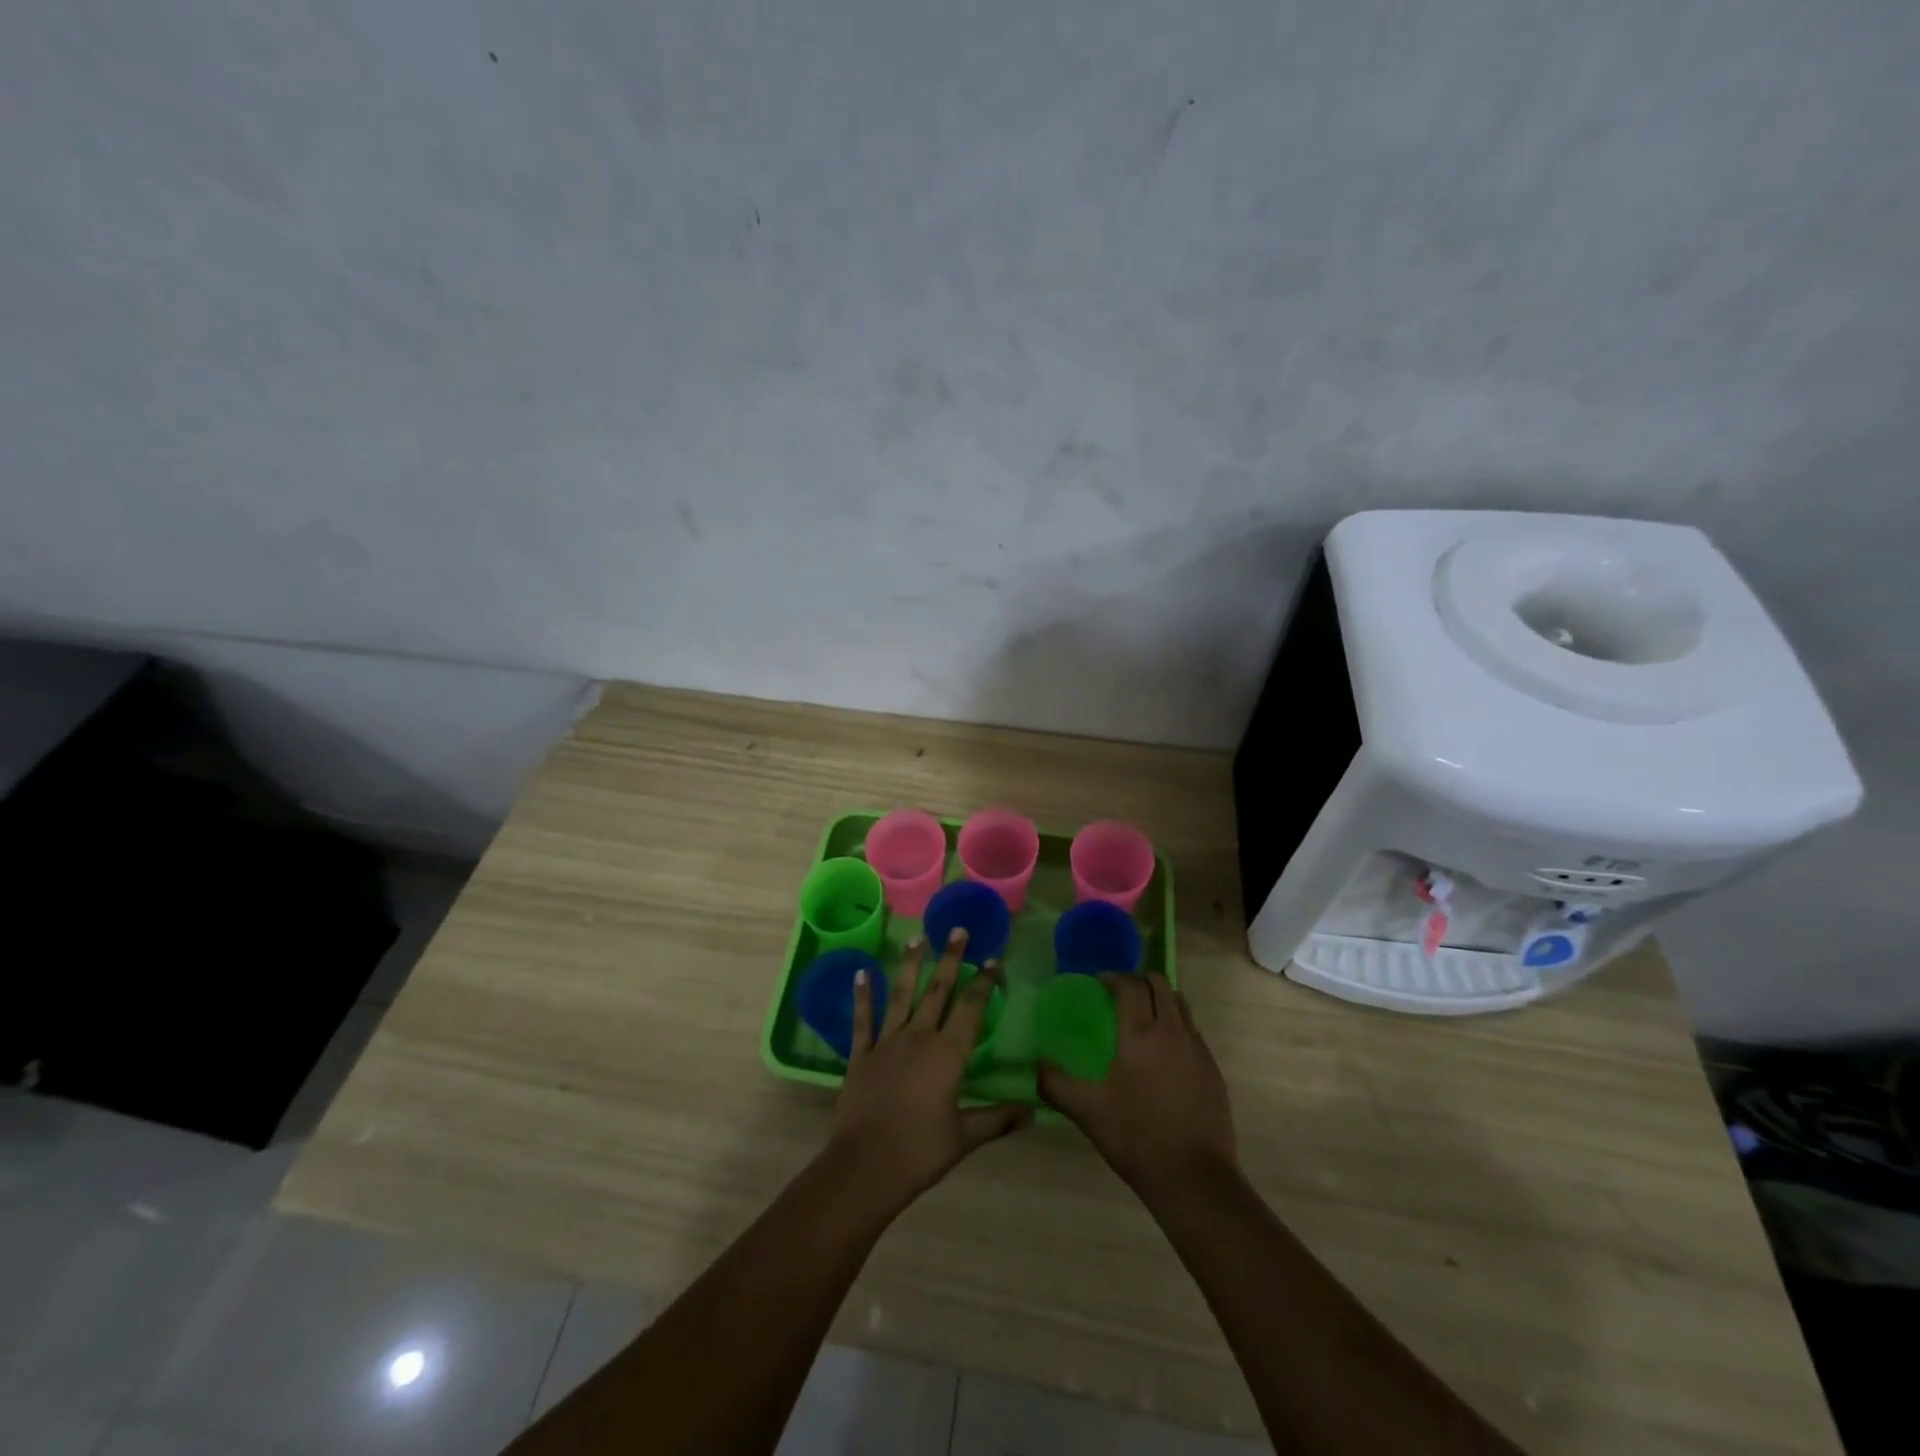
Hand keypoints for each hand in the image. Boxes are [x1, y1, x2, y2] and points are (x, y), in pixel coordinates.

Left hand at [825, 929, 1029, 1217]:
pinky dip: (863, 995)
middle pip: (938, 990)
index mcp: (948, 1054)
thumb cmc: (921, 1151)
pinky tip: (861, 973)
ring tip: (918, 938)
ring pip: (902, 995)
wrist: (866, 1166)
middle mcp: (919, 1038)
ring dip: (911, 965)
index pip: (971, 1008)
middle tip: (958, 930)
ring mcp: (887, 1042)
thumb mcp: (965, 1136)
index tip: (993, 958)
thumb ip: (998, 1119)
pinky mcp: (861, 1054)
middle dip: (951, 959)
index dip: (983, 982)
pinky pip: (863, 1019)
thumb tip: (1033, 1112)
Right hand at [1038, 972, 1237, 1200]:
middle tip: (1122, 993)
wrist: (1195, 1179)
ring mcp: (1198, 1050)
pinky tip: (1166, 1053)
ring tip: (1145, 1015)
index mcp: (1140, 1035)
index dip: (1114, 977)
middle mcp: (1172, 1032)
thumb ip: (1056, 1085)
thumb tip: (1036, 1066)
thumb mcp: (1088, 1112)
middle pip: (1161, 985)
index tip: (1100, 982)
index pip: (1131, 986)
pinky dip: (1178, 1026)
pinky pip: (1194, 1032)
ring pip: (1182, 1005)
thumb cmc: (1137, 1138)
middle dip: (1141, 980)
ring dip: (1162, 999)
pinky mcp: (1213, 1070)